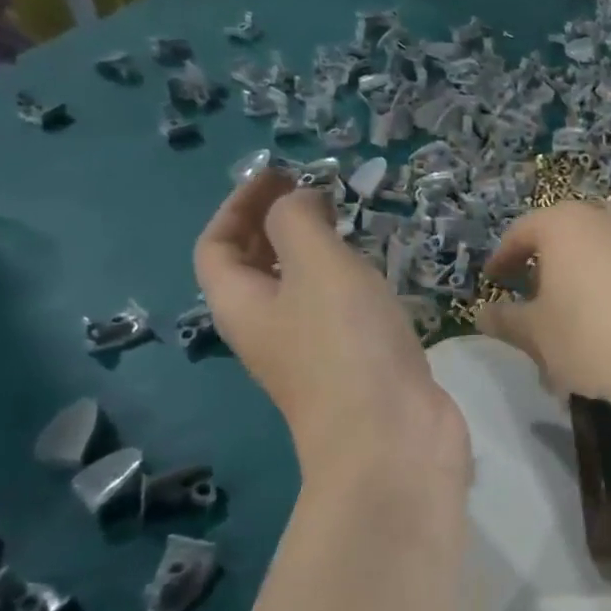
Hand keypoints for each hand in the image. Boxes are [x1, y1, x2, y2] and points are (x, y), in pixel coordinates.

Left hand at [195, 170, 469, 491]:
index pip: (217, 246)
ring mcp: (315, 352)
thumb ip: (298, 220)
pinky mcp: (357, 365)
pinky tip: (381, 275)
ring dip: (318, 253)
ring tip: (350, 225)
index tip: (280, 173)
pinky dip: (352, 283)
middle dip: (277, 225)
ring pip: (302, 290)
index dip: (239, 205)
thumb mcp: (316, 265)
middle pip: (256, 268)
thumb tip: (299, 203)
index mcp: (242, 305)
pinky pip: (341, 312)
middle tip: (318, 193)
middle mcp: (270, 330)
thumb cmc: (346, 344)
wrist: (392, 436)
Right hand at [478, 202, 610, 416]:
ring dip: (581, 273)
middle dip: (546, 262)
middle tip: (533, 294)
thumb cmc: (589, 336)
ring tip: (573, 310)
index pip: (522, 231)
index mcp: (565, 224)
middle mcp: (606, 218)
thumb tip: (482, 314)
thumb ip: (507, 319)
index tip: (493, 280)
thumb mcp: (536, 333)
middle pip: (565, 234)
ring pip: (600, 249)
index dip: (503, 257)